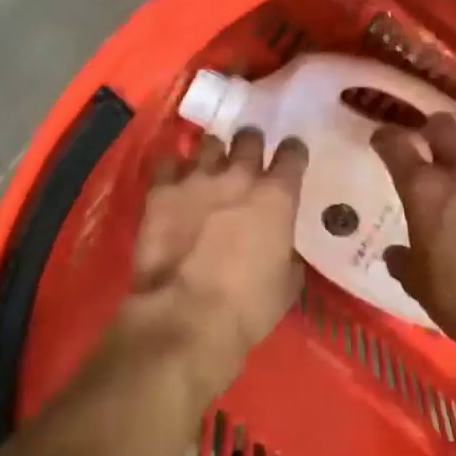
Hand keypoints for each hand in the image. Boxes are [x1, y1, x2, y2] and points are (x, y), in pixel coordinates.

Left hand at [119, 129, 307, 398]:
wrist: (185, 317)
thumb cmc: (246, 309)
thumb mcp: (286, 286)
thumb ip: (287, 253)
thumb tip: (282, 246)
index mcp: (275, 197)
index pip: (292, 154)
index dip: (292, 153)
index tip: (290, 157)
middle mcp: (239, 175)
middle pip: (248, 138)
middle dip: (250, 144)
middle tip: (246, 159)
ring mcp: (197, 177)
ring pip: (209, 143)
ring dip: (212, 154)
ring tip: (209, 168)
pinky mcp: (162, 189)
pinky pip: (167, 162)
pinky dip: (172, 169)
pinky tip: (173, 181)